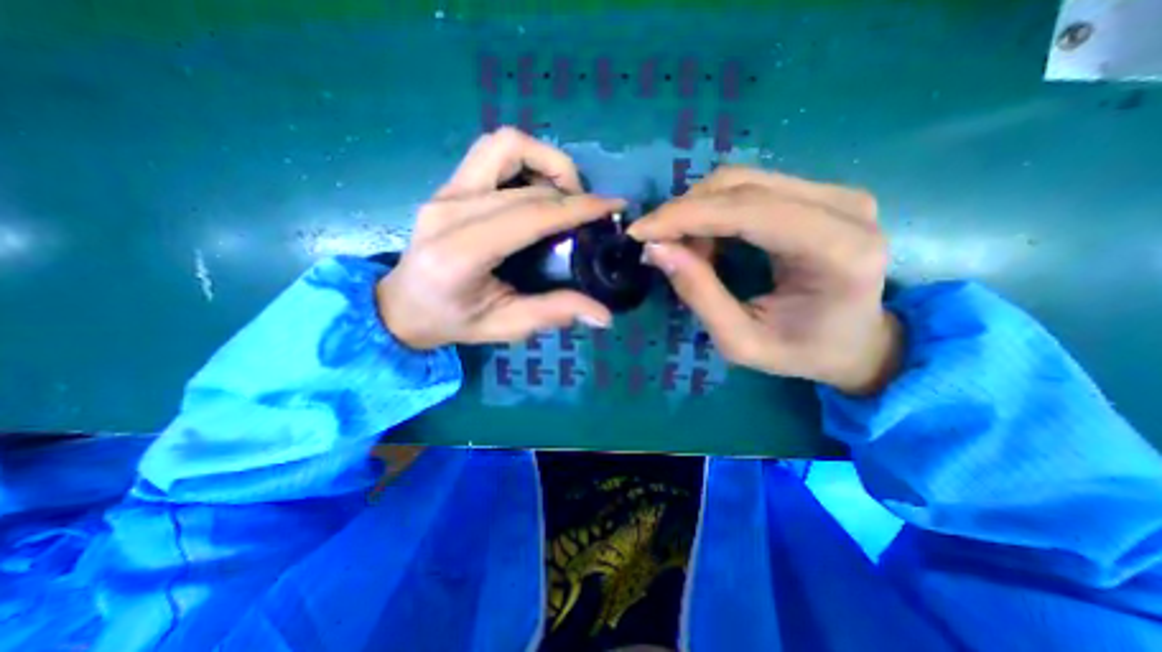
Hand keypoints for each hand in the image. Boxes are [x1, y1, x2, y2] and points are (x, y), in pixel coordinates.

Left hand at [378, 129, 621, 351]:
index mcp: (461, 254)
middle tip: (591, 214)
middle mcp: (449, 211)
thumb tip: (603, 315)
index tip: (612, 207)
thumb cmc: (452, 321)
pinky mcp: (448, 185)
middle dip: (571, 189)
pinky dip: (525, 160)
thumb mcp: (505, 326)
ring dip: (546, 161)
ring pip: (505, 145)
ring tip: (566, 193)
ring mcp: (445, 192)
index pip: (530, 214)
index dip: (577, 207)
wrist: (402, 306)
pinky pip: (492, 152)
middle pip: (524, 181)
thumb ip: (552, 314)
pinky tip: (538, 189)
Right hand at [631, 164, 902, 393]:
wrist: (857, 342)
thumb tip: (656, 249)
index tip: (639, 232)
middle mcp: (843, 207)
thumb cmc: (802, 352)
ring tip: (682, 248)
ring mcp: (834, 193)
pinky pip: (750, 188)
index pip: (748, 210)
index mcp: (837, 250)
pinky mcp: (819, 193)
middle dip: (685, 212)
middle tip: (656, 245)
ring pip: (742, 181)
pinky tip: (705, 239)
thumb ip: (699, 294)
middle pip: (742, 185)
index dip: (686, 216)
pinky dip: (713, 210)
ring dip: (697, 211)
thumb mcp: (741, 341)